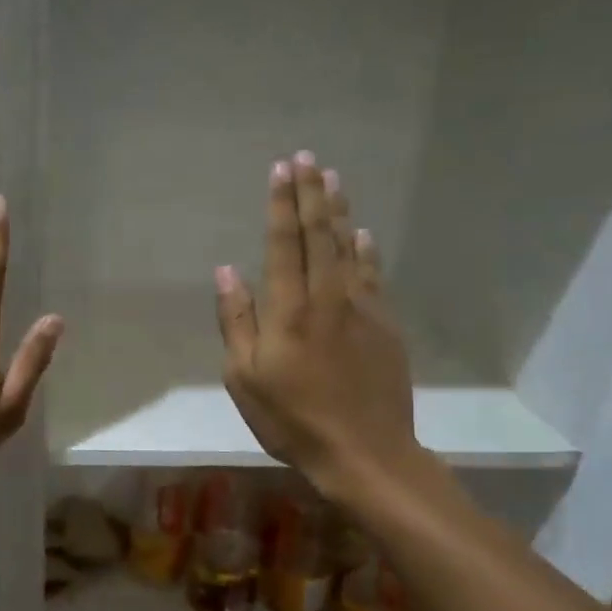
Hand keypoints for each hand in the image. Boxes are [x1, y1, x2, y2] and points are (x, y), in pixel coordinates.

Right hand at [214, 153, 421, 505]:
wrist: (365, 452)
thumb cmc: (292, 419)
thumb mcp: (244, 378)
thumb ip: (236, 321)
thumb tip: (226, 272)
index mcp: (288, 310)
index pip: (283, 244)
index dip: (281, 205)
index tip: (280, 169)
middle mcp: (327, 298)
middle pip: (320, 235)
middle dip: (311, 194)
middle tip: (308, 158)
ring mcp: (362, 310)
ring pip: (349, 249)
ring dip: (339, 211)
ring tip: (333, 179)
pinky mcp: (385, 327)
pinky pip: (373, 276)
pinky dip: (367, 250)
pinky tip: (363, 233)